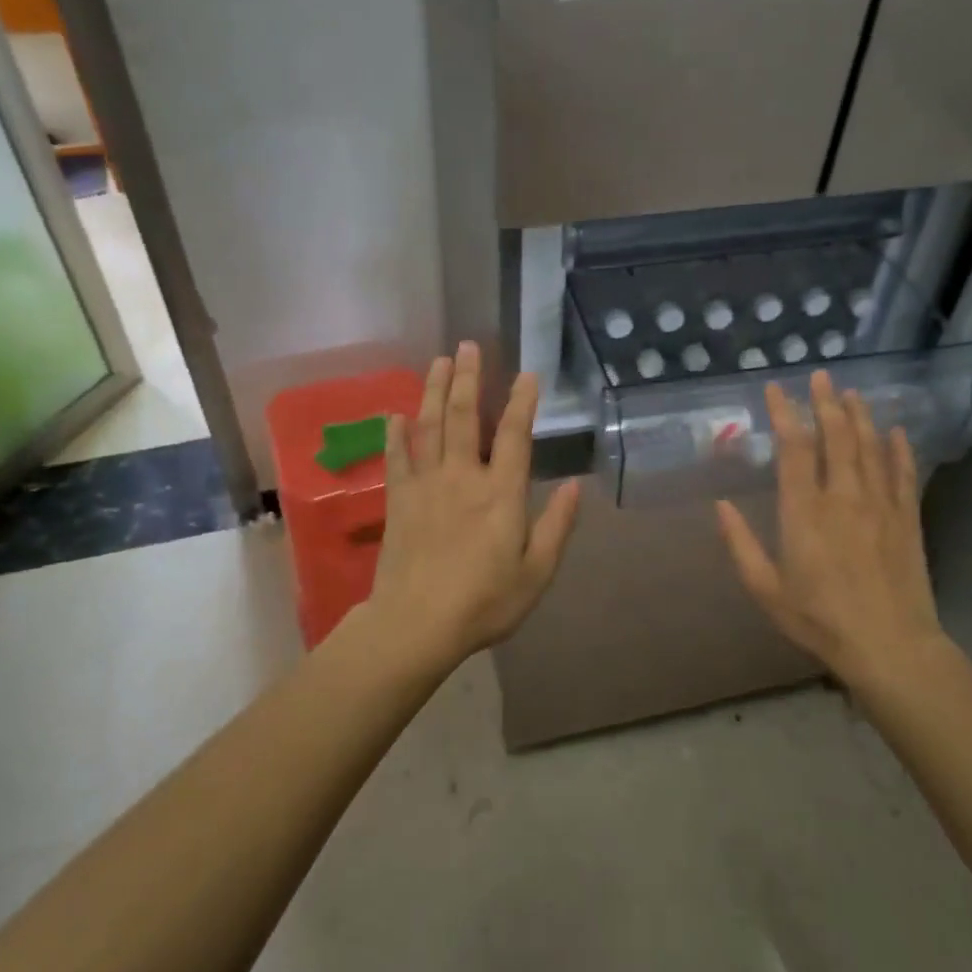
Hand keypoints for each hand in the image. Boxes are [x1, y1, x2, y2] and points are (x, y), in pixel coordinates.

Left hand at [366, 342, 580, 663]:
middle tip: (467, 346)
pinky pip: (396, 458)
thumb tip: (576, 485)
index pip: (515, 436)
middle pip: (465, 417)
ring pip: (429, 427)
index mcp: (501, 495)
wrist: (417, 625)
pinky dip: (394, 434)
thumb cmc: (484, 603)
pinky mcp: (398, 500)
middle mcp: (463, 478)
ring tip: (438, 361)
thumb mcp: (536, 574)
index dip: (523, 402)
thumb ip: (556, 526)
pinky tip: (395, 414)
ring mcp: (426, 485)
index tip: (528, 374)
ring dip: (434, 391)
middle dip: (468, 378)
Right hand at [716, 370, 959, 700]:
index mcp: (804, 512)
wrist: (891, 647)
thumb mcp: (766, 589)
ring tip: (852, 392)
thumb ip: (741, 544)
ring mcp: (880, 505)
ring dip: (860, 415)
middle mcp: (843, 498)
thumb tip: (720, 505)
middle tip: (820, 376)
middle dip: (826, 403)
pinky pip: (903, 473)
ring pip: (870, 447)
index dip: (784, 414)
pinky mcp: (907, 518)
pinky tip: (895, 430)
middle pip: (836, 437)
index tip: (775, 389)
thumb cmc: (820, 619)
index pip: (793, 449)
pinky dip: (898, 448)